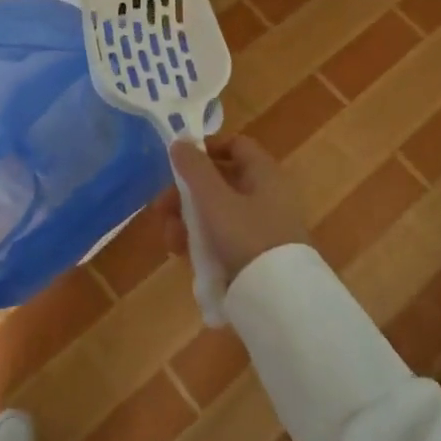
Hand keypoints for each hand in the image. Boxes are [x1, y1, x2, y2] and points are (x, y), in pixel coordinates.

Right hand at [156, 135, 310, 280]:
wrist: (278, 299)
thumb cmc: (247, 236)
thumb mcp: (214, 199)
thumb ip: (194, 168)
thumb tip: (180, 140)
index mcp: (264, 174)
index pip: (236, 145)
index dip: (207, 148)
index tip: (179, 162)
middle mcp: (266, 195)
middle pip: (220, 180)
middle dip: (186, 193)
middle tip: (161, 209)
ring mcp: (262, 226)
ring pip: (217, 211)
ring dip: (188, 220)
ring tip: (171, 240)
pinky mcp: (256, 254)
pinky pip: (223, 237)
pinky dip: (202, 241)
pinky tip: (184, 255)